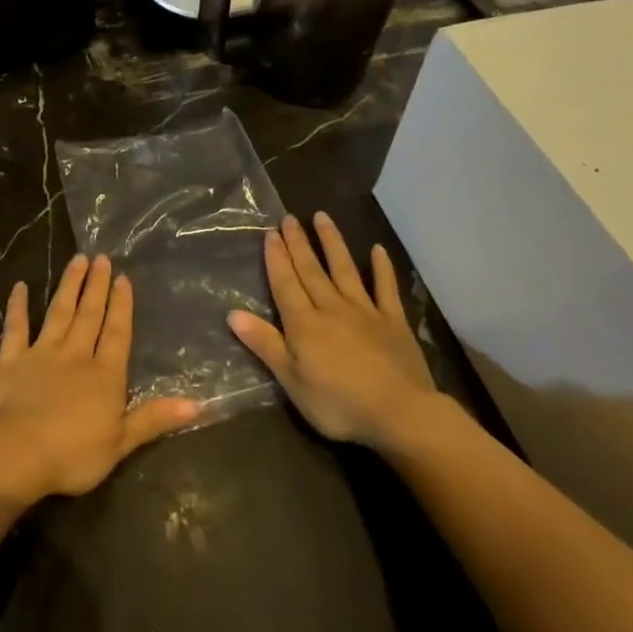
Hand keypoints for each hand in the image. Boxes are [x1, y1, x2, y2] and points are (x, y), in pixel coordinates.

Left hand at [0, 255, 198, 505]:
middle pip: (89, 315)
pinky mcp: (11, 360)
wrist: (16, 453)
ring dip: (69, 286)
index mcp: (104, 375)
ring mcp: (42, 354)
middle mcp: (76, 355)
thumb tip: (197, 404)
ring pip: (59, 312)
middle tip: (101, 258)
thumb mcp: (121, 442)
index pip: (117, 334)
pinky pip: (16, 327)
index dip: (121, 306)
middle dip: (97, 286)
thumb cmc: (72, 454)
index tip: (123, 278)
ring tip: (77, 260)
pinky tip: (19, 286)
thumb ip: (154, 419)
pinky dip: (17, 306)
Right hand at [228, 213, 438, 453]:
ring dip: (332, 243)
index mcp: (304, 324)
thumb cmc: (339, 403)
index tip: (270, 233)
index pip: (285, 283)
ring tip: (322, 217)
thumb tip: (232, 314)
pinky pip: (385, 288)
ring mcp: (365, 311)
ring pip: (344, 270)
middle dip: (298, 243)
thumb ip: (265, 344)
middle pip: (311, 270)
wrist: (400, 413)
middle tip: (289, 218)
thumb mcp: (292, 381)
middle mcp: (331, 308)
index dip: (276, 258)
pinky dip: (381, 268)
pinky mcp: (393, 321)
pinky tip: (377, 249)